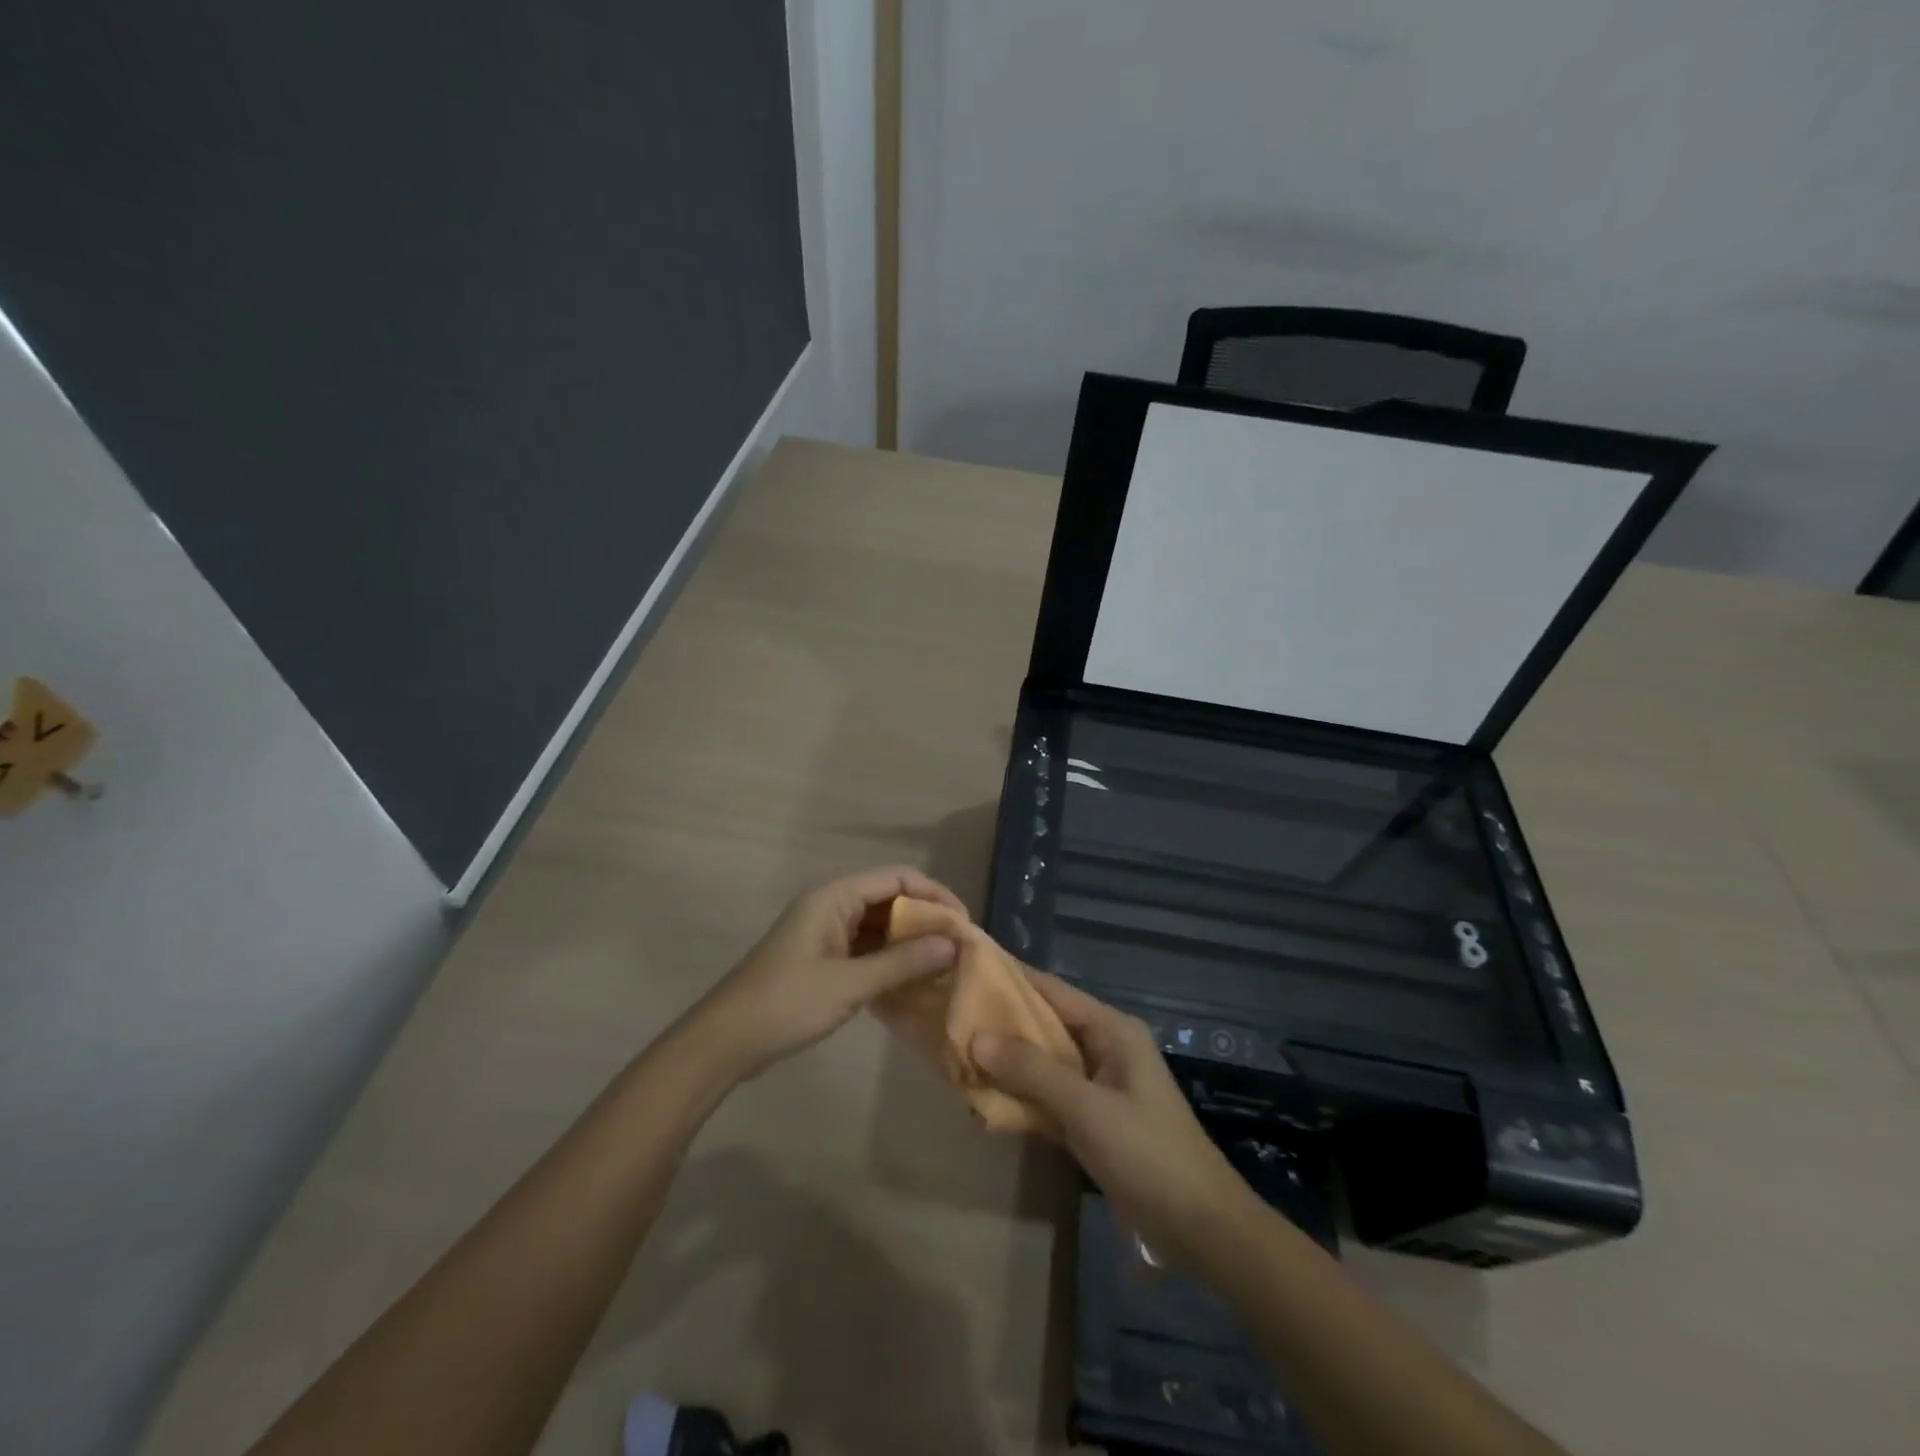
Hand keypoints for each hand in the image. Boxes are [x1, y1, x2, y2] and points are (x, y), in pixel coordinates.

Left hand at [689, 866, 962, 1081]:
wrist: (725, 1041)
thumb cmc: (787, 1003)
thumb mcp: (851, 983)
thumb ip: (903, 962)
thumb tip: (954, 943)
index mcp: (834, 897)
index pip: (897, 878)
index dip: (934, 894)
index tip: (964, 923)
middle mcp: (831, 906)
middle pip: (889, 899)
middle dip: (925, 919)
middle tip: (959, 948)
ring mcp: (825, 933)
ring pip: (879, 926)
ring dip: (910, 942)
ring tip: (944, 965)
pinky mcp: (822, 959)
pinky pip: (866, 949)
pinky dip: (890, 960)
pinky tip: (913, 981)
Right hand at [973, 973, 1259, 1272]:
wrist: (1201, 1228)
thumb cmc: (1148, 1155)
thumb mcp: (1088, 1110)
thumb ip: (1033, 1071)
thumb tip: (977, 1036)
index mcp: (1112, 1030)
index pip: (1052, 990)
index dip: (1010, 979)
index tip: (966, 969)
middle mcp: (1104, 1046)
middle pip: (1045, 1024)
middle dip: (1001, 1024)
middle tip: (950, 1017)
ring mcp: (1099, 1083)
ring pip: (1044, 1061)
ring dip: (1007, 1062)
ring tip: (957, 1053)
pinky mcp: (1093, 1117)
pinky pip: (1049, 1094)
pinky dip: (1021, 1094)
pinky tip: (986, 1098)